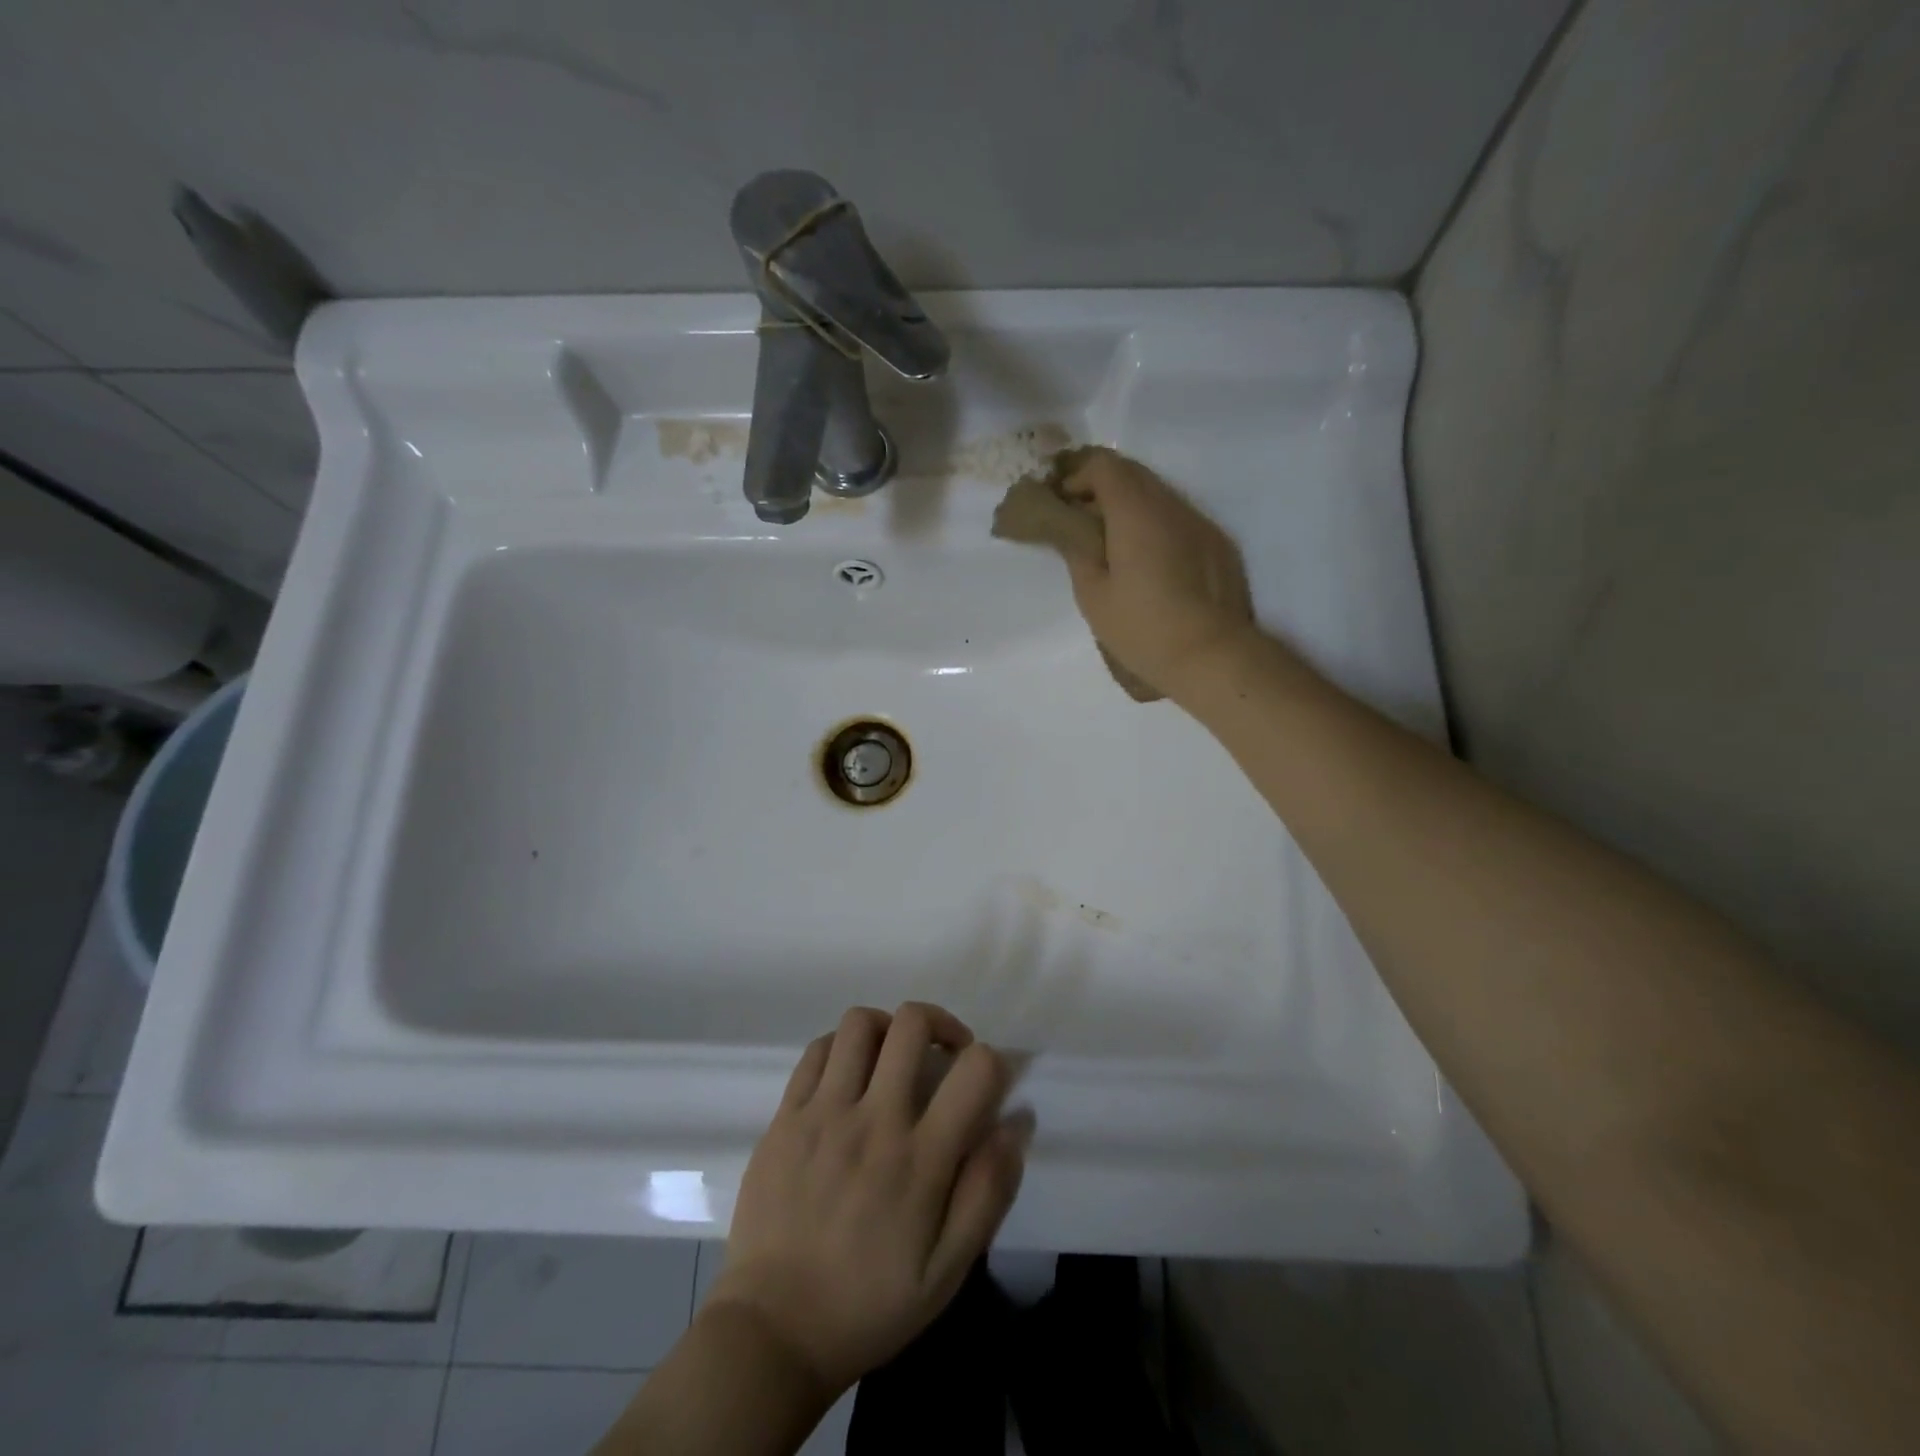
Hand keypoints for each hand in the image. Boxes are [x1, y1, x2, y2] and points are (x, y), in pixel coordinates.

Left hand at [706, 1004, 1026, 1396]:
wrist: (773, 1332)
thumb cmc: (870, 1305)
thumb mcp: (948, 1270)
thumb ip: (988, 1191)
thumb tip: (1016, 1123)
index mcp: (920, 1158)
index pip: (975, 1069)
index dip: (993, 1060)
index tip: (987, 1081)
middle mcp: (873, 1119)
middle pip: (912, 1023)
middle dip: (940, 1024)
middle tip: (943, 1055)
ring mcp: (822, 1113)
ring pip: (859, 1024)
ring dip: (887, 1029)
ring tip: (893, 1059)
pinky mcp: (785, 1117)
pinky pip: (817, 1051)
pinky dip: (841, 1048)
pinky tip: (849, 1077)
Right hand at [1061, 447, 1255, 697]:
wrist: (1212, 656)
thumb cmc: (1143, 628)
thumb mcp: (1093, 595)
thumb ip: (1078, 550)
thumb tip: (1071, 526)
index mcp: (1136, 512)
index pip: (1104, 465)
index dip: (1076, 475)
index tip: (1060, 502)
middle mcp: (1171, 505)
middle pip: (1132, 473)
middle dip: (1100, 487)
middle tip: (1079, 519)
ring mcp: (1199, 523)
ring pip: (1158, 495)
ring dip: (1129, 507)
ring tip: (1111, 543)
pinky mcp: (1217, 544)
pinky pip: (1178, 518)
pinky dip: (1154, 525)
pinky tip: (1147, 561)